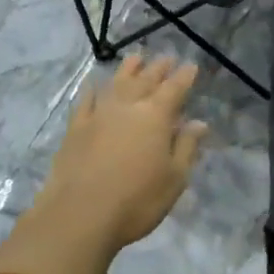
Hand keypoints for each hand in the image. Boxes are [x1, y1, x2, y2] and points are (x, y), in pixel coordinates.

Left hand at [35, 54, 208, 250]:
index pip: (175, 89)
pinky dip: (92, 89)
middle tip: (167, 57)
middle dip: (159, 68)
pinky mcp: (75, 129)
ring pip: (116, 83)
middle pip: (146, 80)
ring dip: (128, 69)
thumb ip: (186, 147)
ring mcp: (99, 115)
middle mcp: (128, 107)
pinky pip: (86, 101)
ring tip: (136, 58)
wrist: (79, 216)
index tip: (191, 66)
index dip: (184, 77)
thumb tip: (198, 123)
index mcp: (156, 116)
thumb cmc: (136, 200)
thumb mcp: (174, 178)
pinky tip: (94, 84)